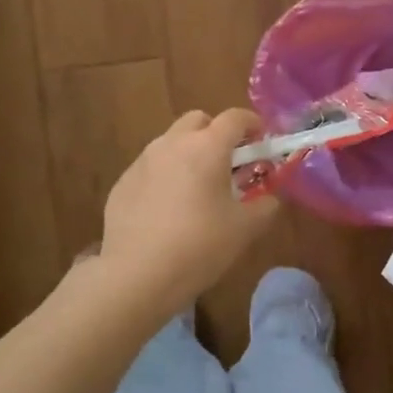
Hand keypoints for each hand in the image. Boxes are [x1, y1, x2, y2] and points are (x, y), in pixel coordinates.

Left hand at [98, 109, 280, 316]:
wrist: (137, 274)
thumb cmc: (200, 245)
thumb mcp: (245, 229)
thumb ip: (265, 205)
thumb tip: (270, 197)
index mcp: (207, 147)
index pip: (235, 118)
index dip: (253, 124)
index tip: (262, 140)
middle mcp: (172, 144)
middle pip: (198, 120)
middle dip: (216, 133)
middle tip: (228, 163)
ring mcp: (143, 161)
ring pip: (171, 142)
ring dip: (189, 153)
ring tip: (197, 188)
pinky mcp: (123, 182)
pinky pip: (151, 168)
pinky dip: (165, 176)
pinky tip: (168, 210)